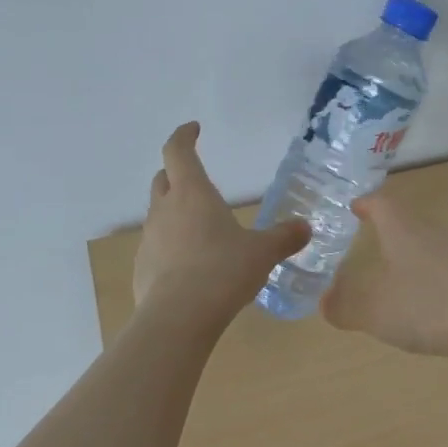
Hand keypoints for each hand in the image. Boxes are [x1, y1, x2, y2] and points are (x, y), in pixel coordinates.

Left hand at [133, 123, 308, 319]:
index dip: (184, 136)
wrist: (178, 318)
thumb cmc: (223, 270)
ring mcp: (149, 239)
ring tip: (201, 228)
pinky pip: (157, 246)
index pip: (178, 151)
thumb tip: (305, 227)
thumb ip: (284, 237)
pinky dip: (171, 245)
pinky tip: (190, 266)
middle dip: (177, 173)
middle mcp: (165, 209)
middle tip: (196, 179)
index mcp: (193, 193)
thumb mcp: (262, 253)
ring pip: (159, 213)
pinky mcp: (142, 268)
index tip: (193, 128)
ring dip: (175, 212)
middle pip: (163, 179)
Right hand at [321, 194, 447, 361]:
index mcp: (403, 230)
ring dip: (407, 252)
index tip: (354, 206)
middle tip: (367, 237)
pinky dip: (425, 275)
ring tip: (391, 270)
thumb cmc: (425, 307)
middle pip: (406, 220)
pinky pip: (441, 266)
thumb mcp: (373, 311)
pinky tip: (422, 299)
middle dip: (386, 227)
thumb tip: (325, 300)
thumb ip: (344, 306)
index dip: (366, 203)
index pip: (382, 204)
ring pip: (425, 243)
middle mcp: (431, 233)